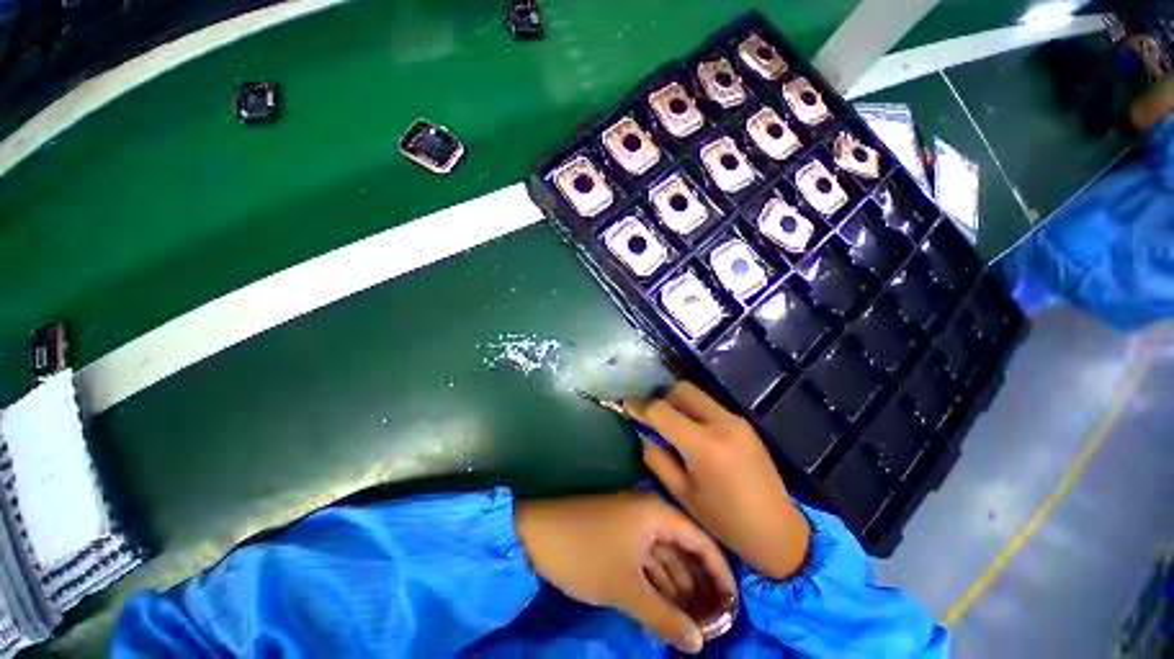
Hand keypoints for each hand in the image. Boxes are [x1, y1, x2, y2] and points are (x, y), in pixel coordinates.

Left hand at [515, 492, 734, 652]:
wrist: (537, 533)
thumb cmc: (586, 554)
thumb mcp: (626, 589)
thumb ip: (664, 617)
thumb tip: (699, 645)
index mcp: (655, 513)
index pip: (699, 539)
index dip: (719, 570)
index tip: (734, 600)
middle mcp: (647, 512)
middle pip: (682, 546)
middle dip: (698, 580)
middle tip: (717, 615)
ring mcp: (630, 521)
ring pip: (663, 553)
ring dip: (677, 583)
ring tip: (695, 617)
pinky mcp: (616, 533)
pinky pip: (645, 555)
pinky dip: (656, 579)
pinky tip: (665, 604)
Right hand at [626, 382, 810, 579]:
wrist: (778, 531)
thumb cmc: (724, 521)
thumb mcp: (681, 493)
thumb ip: (655, 456)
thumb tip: (642, 430)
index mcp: (703, 444)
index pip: (660, 410)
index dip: (639, 406)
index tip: (626, 405)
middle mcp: (721, 422)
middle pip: (681, 390)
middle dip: (661, 398)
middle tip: (653, 418)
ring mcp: (736, 420)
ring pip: (696, 394)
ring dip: (678, 404)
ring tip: (673, 427)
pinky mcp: (744, 423)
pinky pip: (710, 406)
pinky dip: (695, 411)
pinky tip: (695, 434)